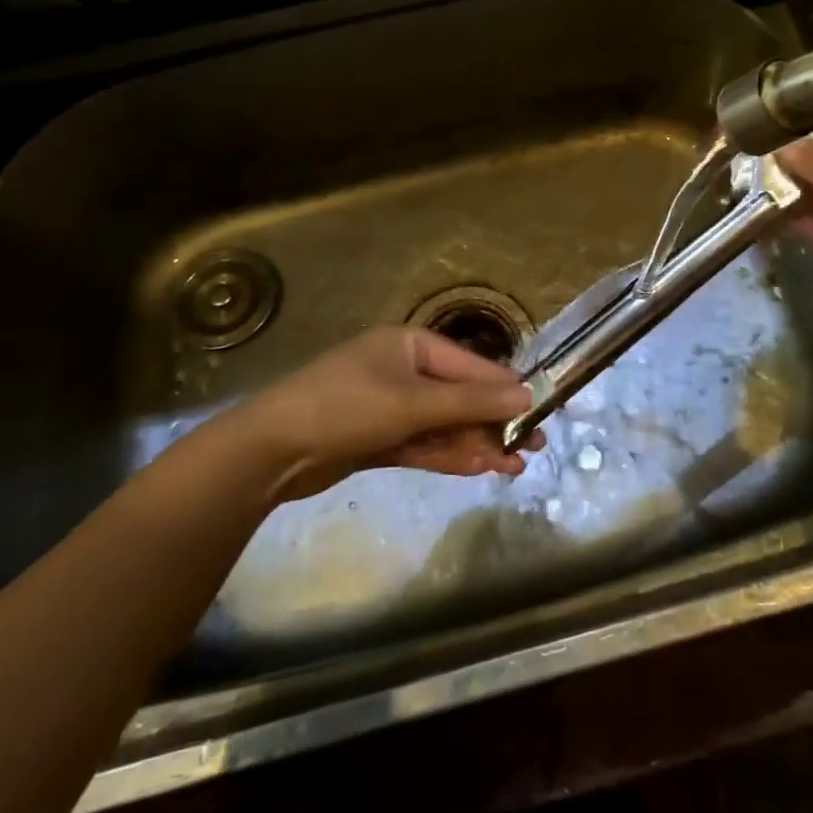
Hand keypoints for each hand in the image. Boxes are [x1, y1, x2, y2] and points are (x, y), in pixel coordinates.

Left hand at [215, 327, 539, 501]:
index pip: (471, 365)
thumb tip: (527, 395)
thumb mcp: (413, 403)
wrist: (269, 452)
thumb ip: (471, 401)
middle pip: (460, 395)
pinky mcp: (378, 438)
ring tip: (515, 465)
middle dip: (494, 421)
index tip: (542, 410)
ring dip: (477, 443)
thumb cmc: (346, 408)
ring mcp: (390, 406)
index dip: (506, 388)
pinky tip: (480, 468)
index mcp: (411, 345)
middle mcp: (403, 371)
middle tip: (534, 445)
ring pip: (444, 424)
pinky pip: (424, 443)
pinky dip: (449, 455)